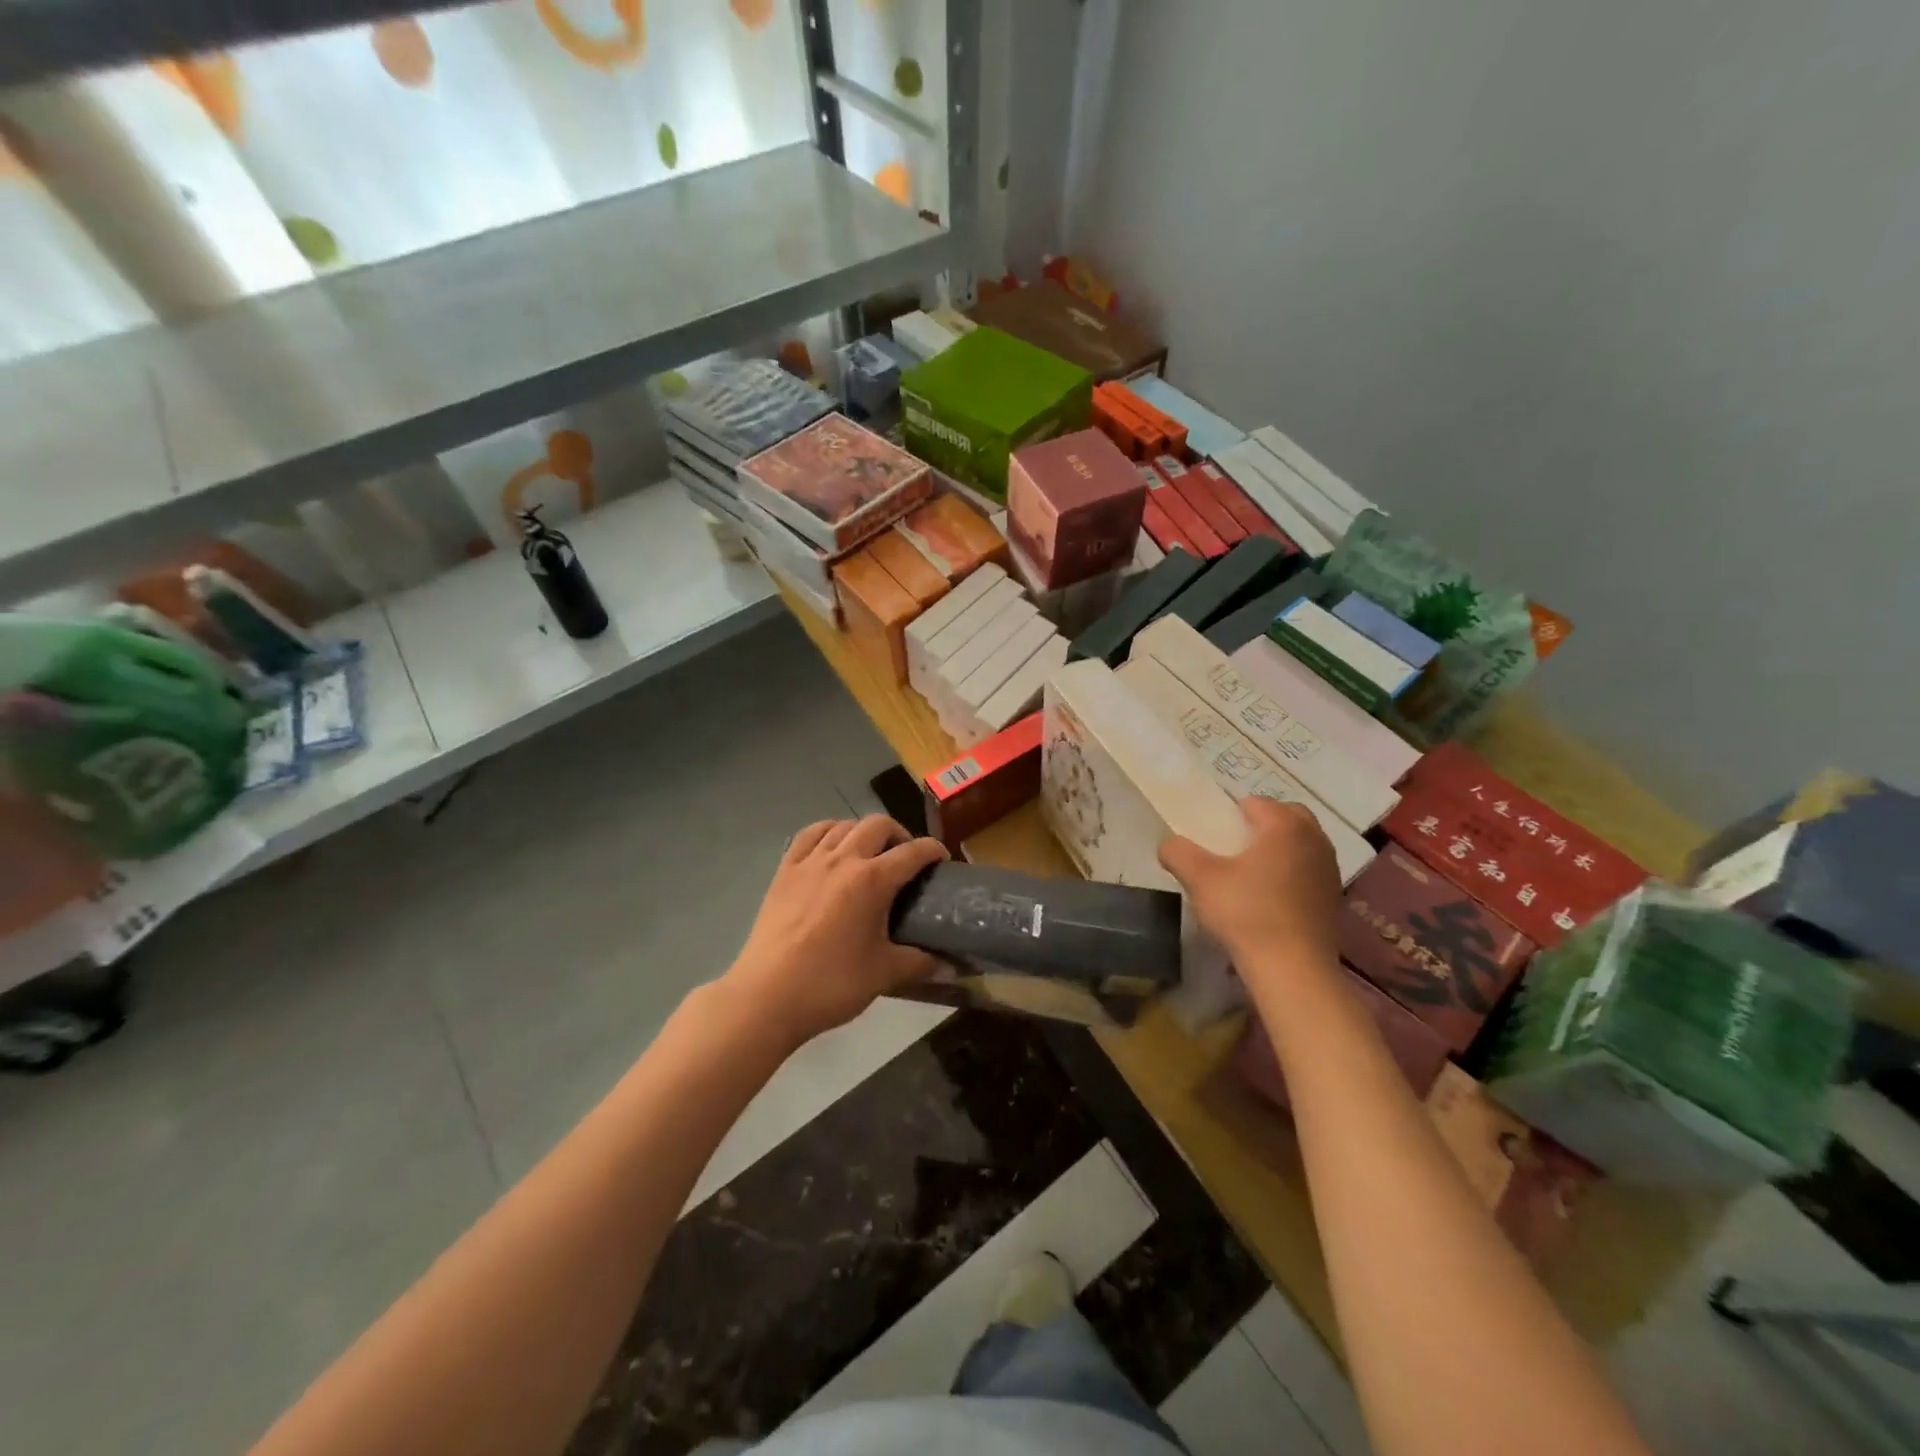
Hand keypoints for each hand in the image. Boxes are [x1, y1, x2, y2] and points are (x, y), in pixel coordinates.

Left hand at [723, 815, 947, 1047]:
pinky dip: (827, 832)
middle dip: (899, 834)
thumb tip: (953, 967)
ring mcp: (809, 862)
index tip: (942, 861)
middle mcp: (843, 859)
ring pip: (843, 825)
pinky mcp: (784, 871)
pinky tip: (831, 848)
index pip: (913, 852)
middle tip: (905, 860)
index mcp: (873, 880)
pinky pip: (809, 835)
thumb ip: (921, 963)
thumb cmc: (831, 984)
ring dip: (863, 832)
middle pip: (878, 825)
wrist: (766, 997)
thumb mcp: (884, 974)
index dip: (933, 851)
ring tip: (869, 853)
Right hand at [1158, 798, 1342, 983]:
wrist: (1292, 969)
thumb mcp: (1199, 878)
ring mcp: (1329, 869)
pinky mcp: (1334, 898)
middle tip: (1234, 847)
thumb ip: (1178, 852)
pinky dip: (1291, 874)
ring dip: (1279, 849)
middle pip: (1287, 817)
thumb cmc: (1246, 913)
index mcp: (1285, 826)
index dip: (1230, 814)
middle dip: (1262, 825)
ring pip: (1301, 844)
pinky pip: (1309, 871)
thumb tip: (1169, 844)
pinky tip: (1270, 898)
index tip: (1213, 836)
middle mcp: (1315, 839)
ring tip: (1251, 873)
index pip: (1255, 803)